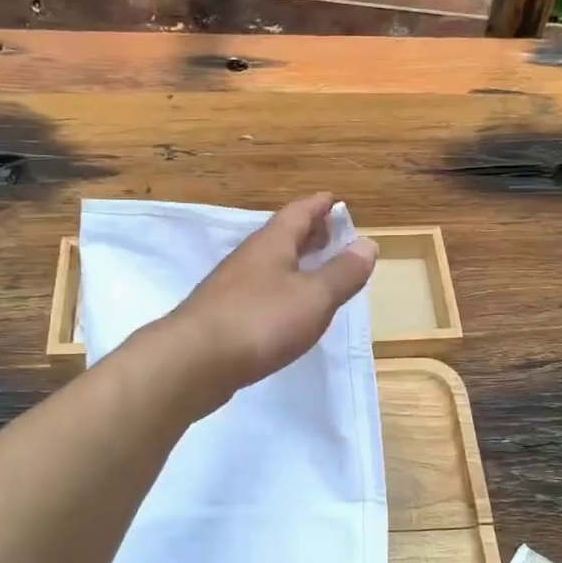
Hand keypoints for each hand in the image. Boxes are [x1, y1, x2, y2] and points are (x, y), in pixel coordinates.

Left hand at [163, 193, 376, 408]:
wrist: (194, 361)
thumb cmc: (260, 320)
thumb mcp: (314, 296)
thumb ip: (343, 272)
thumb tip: (367, 243)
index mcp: (272, 243)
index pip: (299, 212)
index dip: (320, 205)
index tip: (336, 201)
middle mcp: (249, 258)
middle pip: (282, 236)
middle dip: (308, 233)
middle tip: (332, 236)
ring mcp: (230, 287)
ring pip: (269, 265)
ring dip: (294, 263)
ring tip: (315, 273)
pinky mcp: (222, 316)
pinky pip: (258, 293)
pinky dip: (279, 292)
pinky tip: (286, 311)